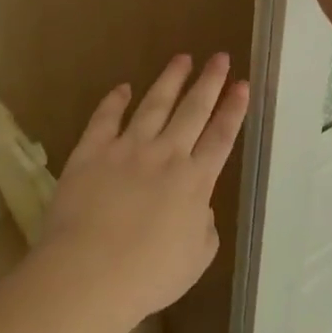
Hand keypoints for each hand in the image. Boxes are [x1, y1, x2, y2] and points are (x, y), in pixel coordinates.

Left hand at [37, 55, 248, 323]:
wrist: (89, 272)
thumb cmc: (148, 275)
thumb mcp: (196, 260)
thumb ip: (204, 227)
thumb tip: (200, 207)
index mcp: (194, 181)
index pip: (220, 137)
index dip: (233, 109)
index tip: (242, 84)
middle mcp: (165, 155)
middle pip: (193, 110)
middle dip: (210, 82)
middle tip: (220, 57)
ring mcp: (127, 148)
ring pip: (154, 104)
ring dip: (170, 80)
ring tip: (182, 58)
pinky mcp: (92, 151)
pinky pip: (105, 118)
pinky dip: (115, 100)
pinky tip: (124, 87)